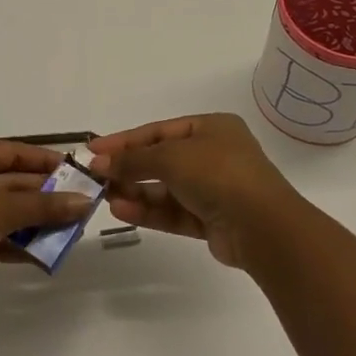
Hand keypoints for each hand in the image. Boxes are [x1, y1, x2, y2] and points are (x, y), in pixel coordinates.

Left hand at [0, 139, 96, 317]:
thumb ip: (43, 204)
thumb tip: (84, 202)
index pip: (10, 151)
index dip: (42, 160)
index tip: (74, 170)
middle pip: (9, 181)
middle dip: (43, 194)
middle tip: (79, 203)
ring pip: (4, 211)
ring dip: (35, 220)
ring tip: (70, 229)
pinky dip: (19, 243)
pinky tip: (46, 253)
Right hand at [88, 113, 302, 269]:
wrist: (262, 227)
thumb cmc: (218, 174)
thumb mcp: (171, 157)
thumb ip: (133, 159)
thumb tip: (99, 162)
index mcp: (211, 128)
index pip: (159, 131)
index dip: (125, 140)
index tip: (93, 149)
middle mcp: (213, 155)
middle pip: (161, 160)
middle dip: (129, 168)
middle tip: (95, 177)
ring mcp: (214, 189)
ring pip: (166, 189)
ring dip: (136, 192)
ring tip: (104, 197)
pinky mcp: (211, 220)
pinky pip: (174, 212)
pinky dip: (149, 211)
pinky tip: (121, 211)